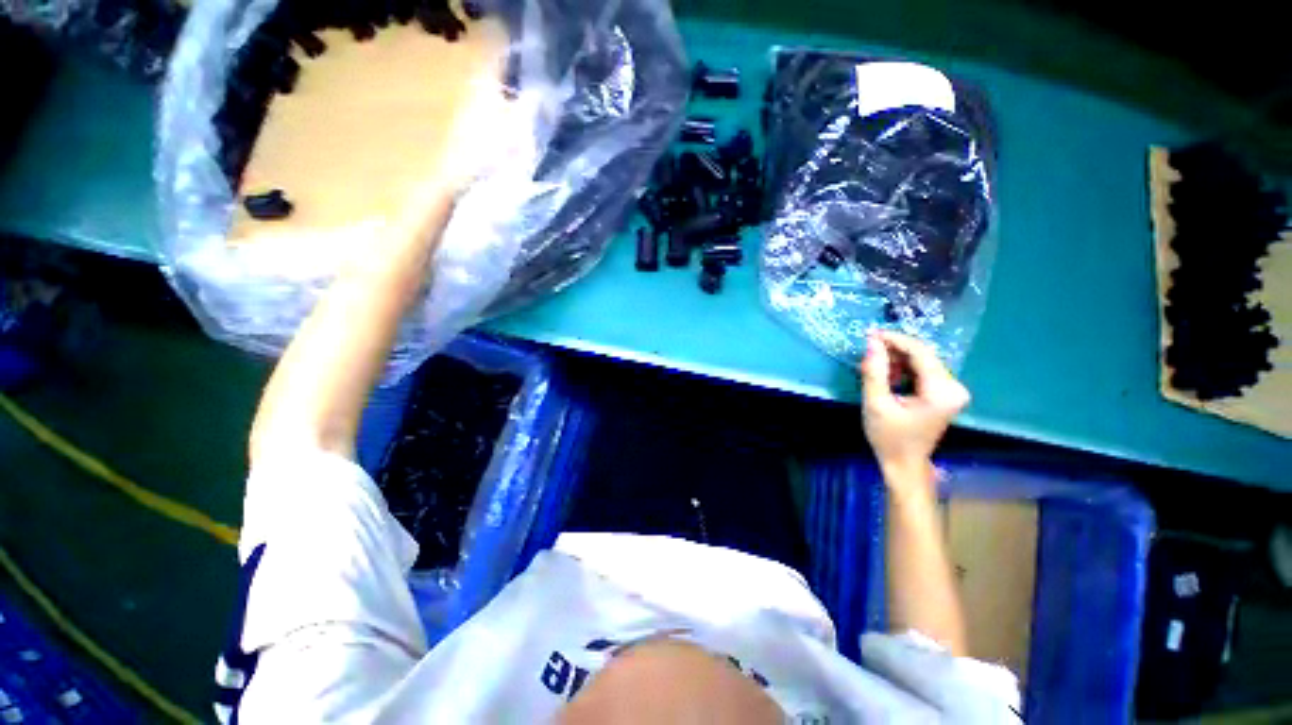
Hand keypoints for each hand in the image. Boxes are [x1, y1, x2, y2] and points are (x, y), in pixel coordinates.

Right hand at [860, 330, 969, 479]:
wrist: (904, 464)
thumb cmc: (889, 437)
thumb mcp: (876, 403)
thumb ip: (874, 372)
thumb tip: (872, 342)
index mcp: (942, 391)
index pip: (920, 353)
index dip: (895, 340)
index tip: (870, 334)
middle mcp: (954, 387)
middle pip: (923, 356)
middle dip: (894, 350)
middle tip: (868, 351)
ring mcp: (953, 391)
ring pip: (922, 362)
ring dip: (897, 360)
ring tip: (874, 368)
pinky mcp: (945, 394)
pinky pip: (923, 372)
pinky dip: (903, 370)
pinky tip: (887, 376)